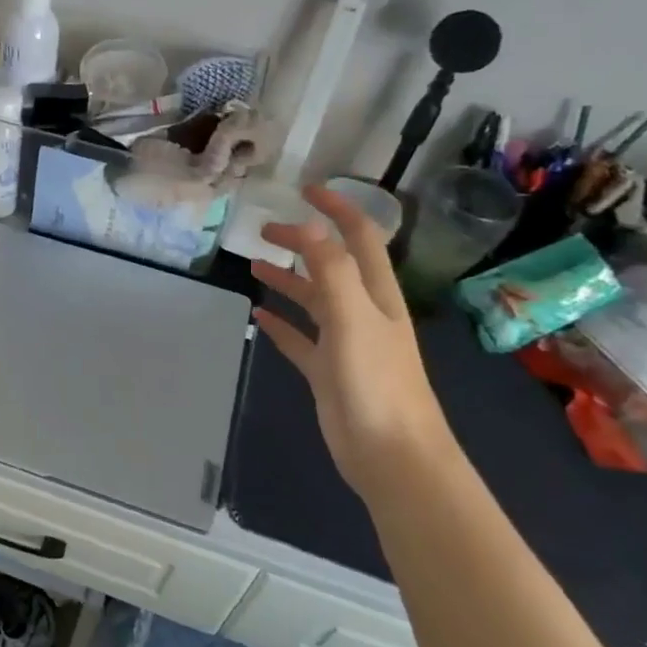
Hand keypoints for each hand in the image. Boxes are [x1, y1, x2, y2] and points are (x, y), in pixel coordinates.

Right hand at [251, 186, 454, 498]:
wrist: (391, 456)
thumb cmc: (376, 383)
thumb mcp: (353, 319)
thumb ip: (332, 271)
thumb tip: (310, 225)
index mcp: (376, 295)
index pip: (360, 238)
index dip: (337, 210)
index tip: (305, 191)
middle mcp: (362, 312)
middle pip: (331, 265)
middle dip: (303, 242)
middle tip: (264, 231)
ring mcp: (345, 343)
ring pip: (313, 301)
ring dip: (288, 280)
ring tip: (254, 266)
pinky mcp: (327, 372)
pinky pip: (300, 339)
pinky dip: (281, 324)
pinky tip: (259, 317)